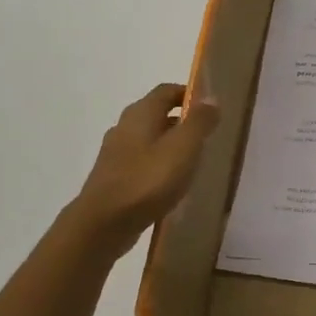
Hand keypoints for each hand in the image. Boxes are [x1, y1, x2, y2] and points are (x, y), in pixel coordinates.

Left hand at [69, 83, 219, 255]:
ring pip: (148, 139)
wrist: (103, 224)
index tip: (210, 107)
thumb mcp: (183, 148)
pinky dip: (158, 165)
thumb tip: (211, 98)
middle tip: (207, 135)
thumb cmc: (147, 181)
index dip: (188, 94)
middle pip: (156, 114)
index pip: (166, 91)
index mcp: (140, 113)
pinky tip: (171, 183)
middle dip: (182, 121)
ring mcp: (116, 153)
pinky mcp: (113, 177)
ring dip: (170, 145)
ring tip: (193, 161)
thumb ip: (199, 122)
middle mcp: (124, 127)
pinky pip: (141, 162)